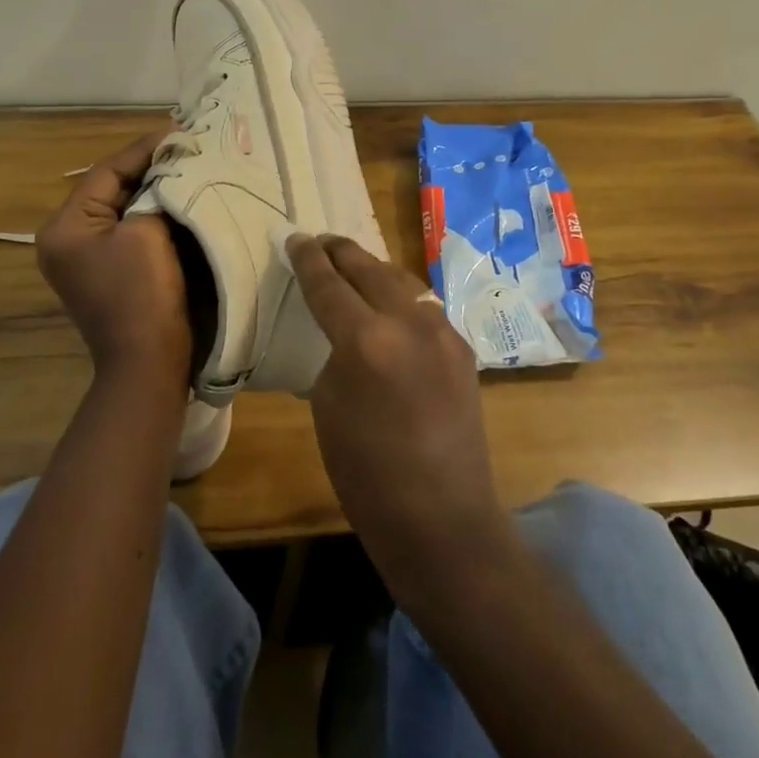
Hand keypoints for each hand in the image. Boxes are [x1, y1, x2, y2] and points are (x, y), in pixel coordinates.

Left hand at [37, 132, 192, 392]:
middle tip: (186, 143)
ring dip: (155, 188)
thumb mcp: (147, 232)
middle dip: (150, 167)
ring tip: (187, 163)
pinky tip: (182, 197)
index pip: (106, 172)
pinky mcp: (111, 271)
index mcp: (64, 227)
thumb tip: (170, 169)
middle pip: (113, 188)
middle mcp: (68, 239)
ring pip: (125, 207)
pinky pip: (132, 229)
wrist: (149, 363)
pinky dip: (156, 212)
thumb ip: (154, 193)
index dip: (144, 149)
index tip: (178, 130)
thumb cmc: (142, 294)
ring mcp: (88, 258)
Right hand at [286, 234, 510, 591]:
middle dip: (341, 252)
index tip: (296, 239)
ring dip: (374, 269)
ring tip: (353, 264)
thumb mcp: (328, 407)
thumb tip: (346, 333)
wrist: (443, 519)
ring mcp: (443, 333)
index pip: (329, 285)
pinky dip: (400, 296)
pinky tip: (390, 303)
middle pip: (369, 269)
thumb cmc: (368, 475)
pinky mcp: (462, 348)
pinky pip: (424, 307)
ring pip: (403, 281)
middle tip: (321, 241)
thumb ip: (336, 354)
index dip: (308, 260)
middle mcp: (410, 323)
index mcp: (367, 340)